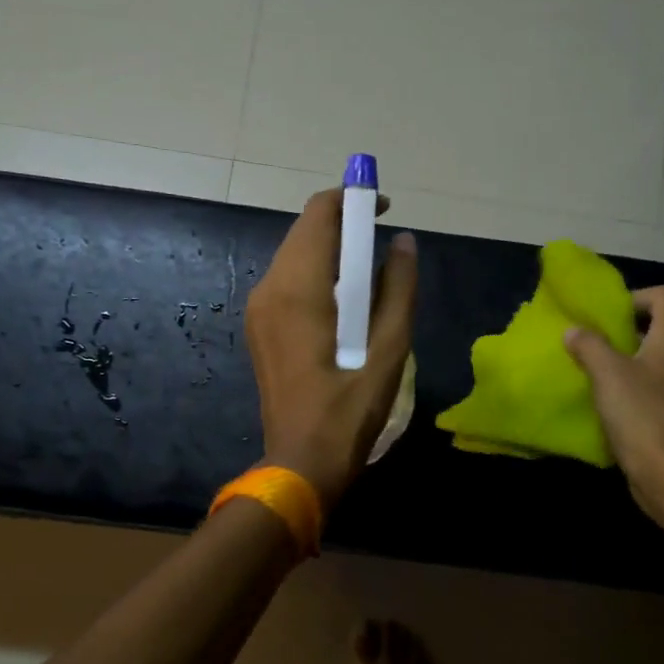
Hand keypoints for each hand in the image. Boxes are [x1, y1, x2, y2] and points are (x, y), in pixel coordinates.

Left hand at [246, 190, 418, 510]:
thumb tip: (404, 242)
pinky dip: (317, 275)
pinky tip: (344, 302)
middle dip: (344, 225)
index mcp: (298, 288)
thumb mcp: (390, 350)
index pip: (320, 214)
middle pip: (305, 231)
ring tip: (370, 275)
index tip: (385, 208)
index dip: (353, 199)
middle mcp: (269, 288)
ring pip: (295, 255)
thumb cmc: (349, 411)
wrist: (300, 464)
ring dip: (331, 251)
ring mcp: (258, 309)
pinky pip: (288, 281)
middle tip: (383, 244)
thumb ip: (400, 289)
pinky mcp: (259, 328)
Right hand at [564, 286, 663, 519]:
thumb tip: (574, 331)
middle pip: (659, 328)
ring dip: (625, 361)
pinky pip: (652, 388)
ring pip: (654, 360)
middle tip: (592, 341)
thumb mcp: (606, 372)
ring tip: (594, 371)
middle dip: (624, 330)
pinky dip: (631, 387)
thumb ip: (588, 345)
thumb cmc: (639, 413)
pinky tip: (607, 402)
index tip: (607, 314)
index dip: (636, 296)